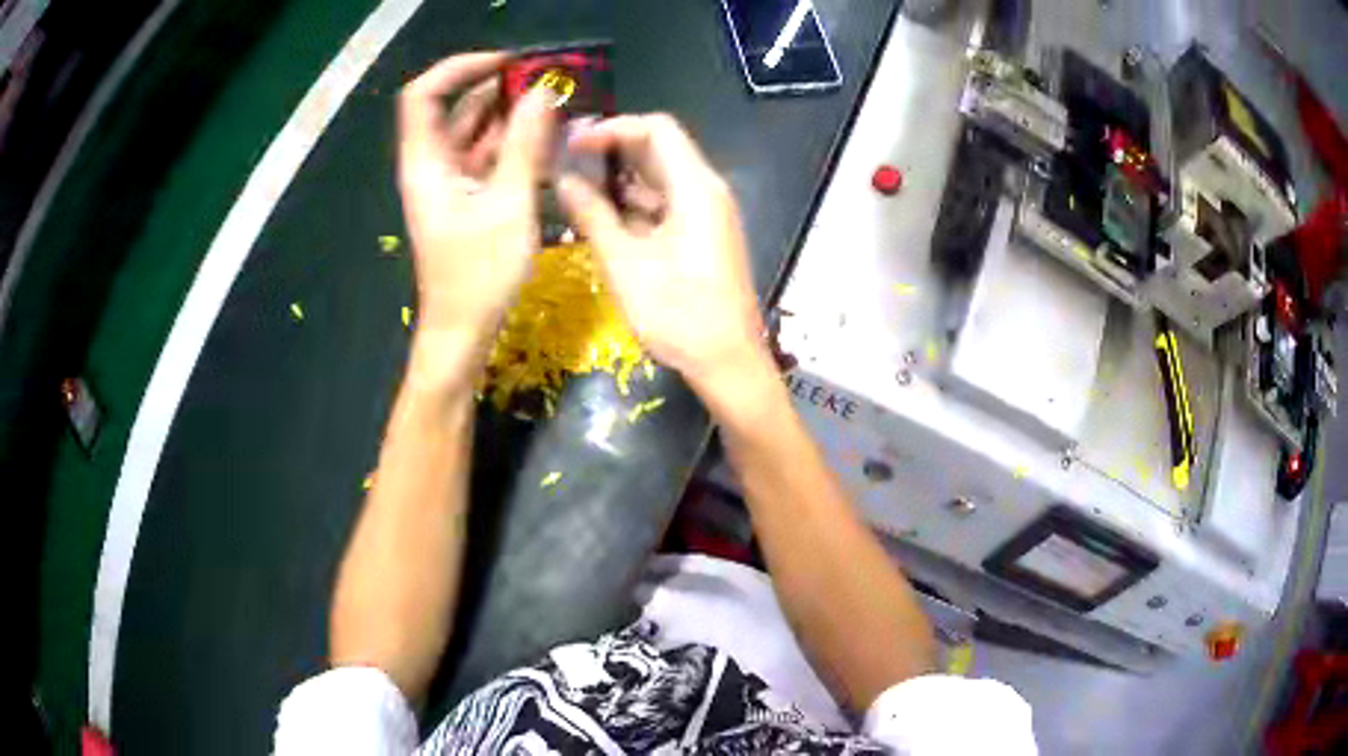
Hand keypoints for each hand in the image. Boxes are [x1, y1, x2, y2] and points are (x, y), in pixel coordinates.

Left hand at [398, 52, 554, 341]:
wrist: (463, 330)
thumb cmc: (479, 275)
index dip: (461, 68)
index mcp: (426, 163)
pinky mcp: (466, 196)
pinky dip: (513, 143)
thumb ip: (525, 145)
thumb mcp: (509, 205)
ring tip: (556, 106)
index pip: (425, 94)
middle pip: (455, 107)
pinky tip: (547, 140)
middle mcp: (432, 164)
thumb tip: (543, 92)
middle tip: (548, 82)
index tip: (508, 63)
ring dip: (511, 114)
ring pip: (475, 130)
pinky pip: (487, 155)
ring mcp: (449, 181)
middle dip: (498, 88)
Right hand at [557, 114, 765, 383]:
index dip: (613, 127)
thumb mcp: (625, 264)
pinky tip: (602, 218)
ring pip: (661, 178)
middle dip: (613, 150)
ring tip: (575, 190)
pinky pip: (667, 204)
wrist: (728, 362)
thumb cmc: (679, 315)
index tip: (575, 143)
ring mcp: (708, 214)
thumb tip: (563, 181)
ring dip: (620, 179)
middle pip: (660, 149)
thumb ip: (593, 216)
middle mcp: (707, 191)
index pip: (657, 129)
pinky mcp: (704, 236)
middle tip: (567, 163)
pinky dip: (635, 204)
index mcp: (696, 188)